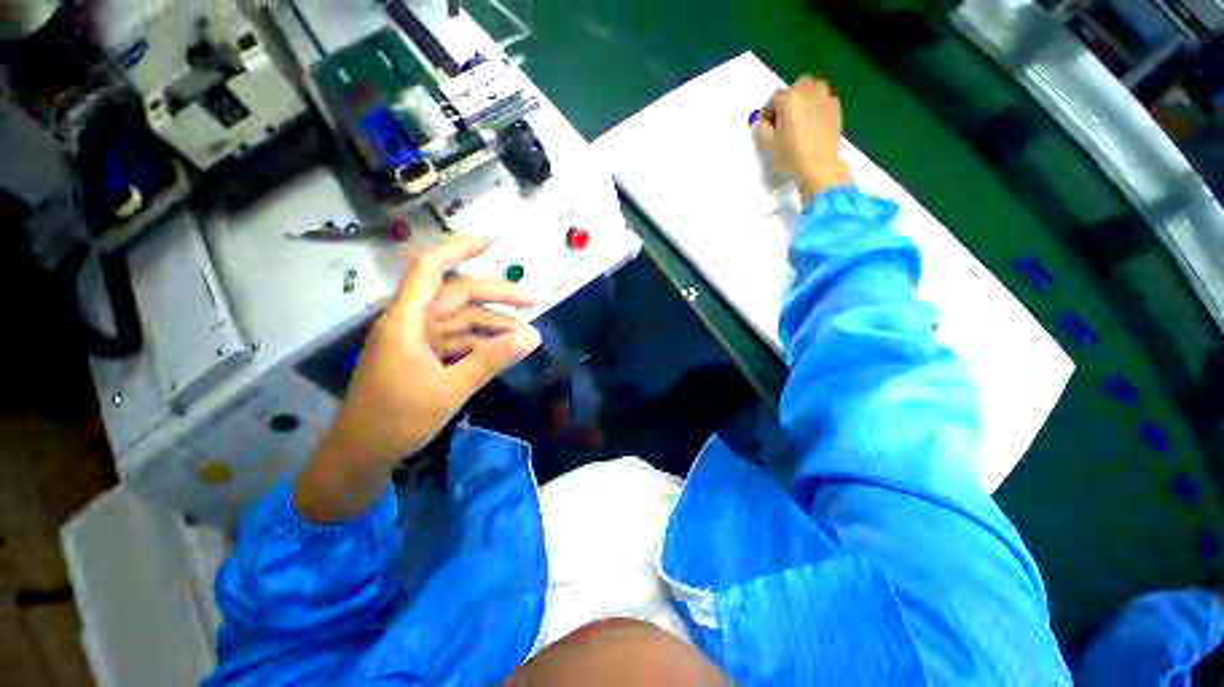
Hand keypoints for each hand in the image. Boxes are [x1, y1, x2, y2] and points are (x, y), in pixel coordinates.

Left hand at [295, 236, 541, 520]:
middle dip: (497, 296)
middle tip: (534, 302)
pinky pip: (459, 339)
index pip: (431, 269)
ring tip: (525, 333)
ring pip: (462, 319)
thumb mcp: (450, 389)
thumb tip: (533, 337)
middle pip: (458, 295)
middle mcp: (412, 322)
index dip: (460, 250)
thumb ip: (491, 360)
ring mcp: (419, 340)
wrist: (361, 454)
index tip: (493, 242)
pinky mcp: (425, 356)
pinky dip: (482, 341)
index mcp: (407, 320)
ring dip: (493, 322)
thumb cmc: (396, 419)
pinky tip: (503, 348)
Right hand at [754, 76, 851, 204]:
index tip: (768, 126)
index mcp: (790, 98)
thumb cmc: (791, 155)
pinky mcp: (835, 107)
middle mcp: (808, 91)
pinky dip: (816, 106)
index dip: (768, 112)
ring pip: (812, 89)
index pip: (774, 98)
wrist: (819, 165)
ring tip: (800, 119)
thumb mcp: (768, 144)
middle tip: (784, 120)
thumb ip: (761, 128)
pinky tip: (813, 124)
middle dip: (788, 100)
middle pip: (795, 88)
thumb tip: (761, 121)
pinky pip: (823, 100)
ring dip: (804, 99)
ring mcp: (825, 97)